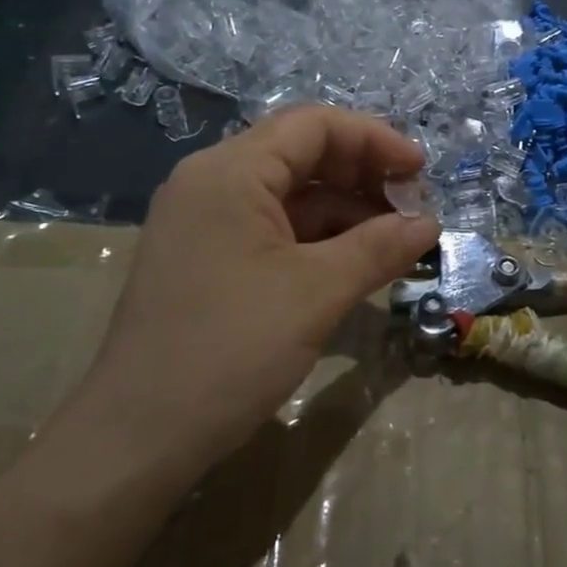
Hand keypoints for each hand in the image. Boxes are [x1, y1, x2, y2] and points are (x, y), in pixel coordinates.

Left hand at [72, 107, 439, 486]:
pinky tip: (354, 265)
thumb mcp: (317, 292)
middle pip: (301, 154)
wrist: (136, 440)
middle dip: (363, 175)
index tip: (421, 172)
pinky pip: (273, 230)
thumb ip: (379, 247)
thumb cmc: (229, 349)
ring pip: (290, 195)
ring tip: (394, 242)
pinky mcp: (207, 260)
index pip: (313, 125)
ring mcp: (205, 223)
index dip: (375, 139)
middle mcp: (212, 184)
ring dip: (345, 211)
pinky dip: (318, 240)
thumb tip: (430, 224)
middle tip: (412, 209)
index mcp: (230, 172)